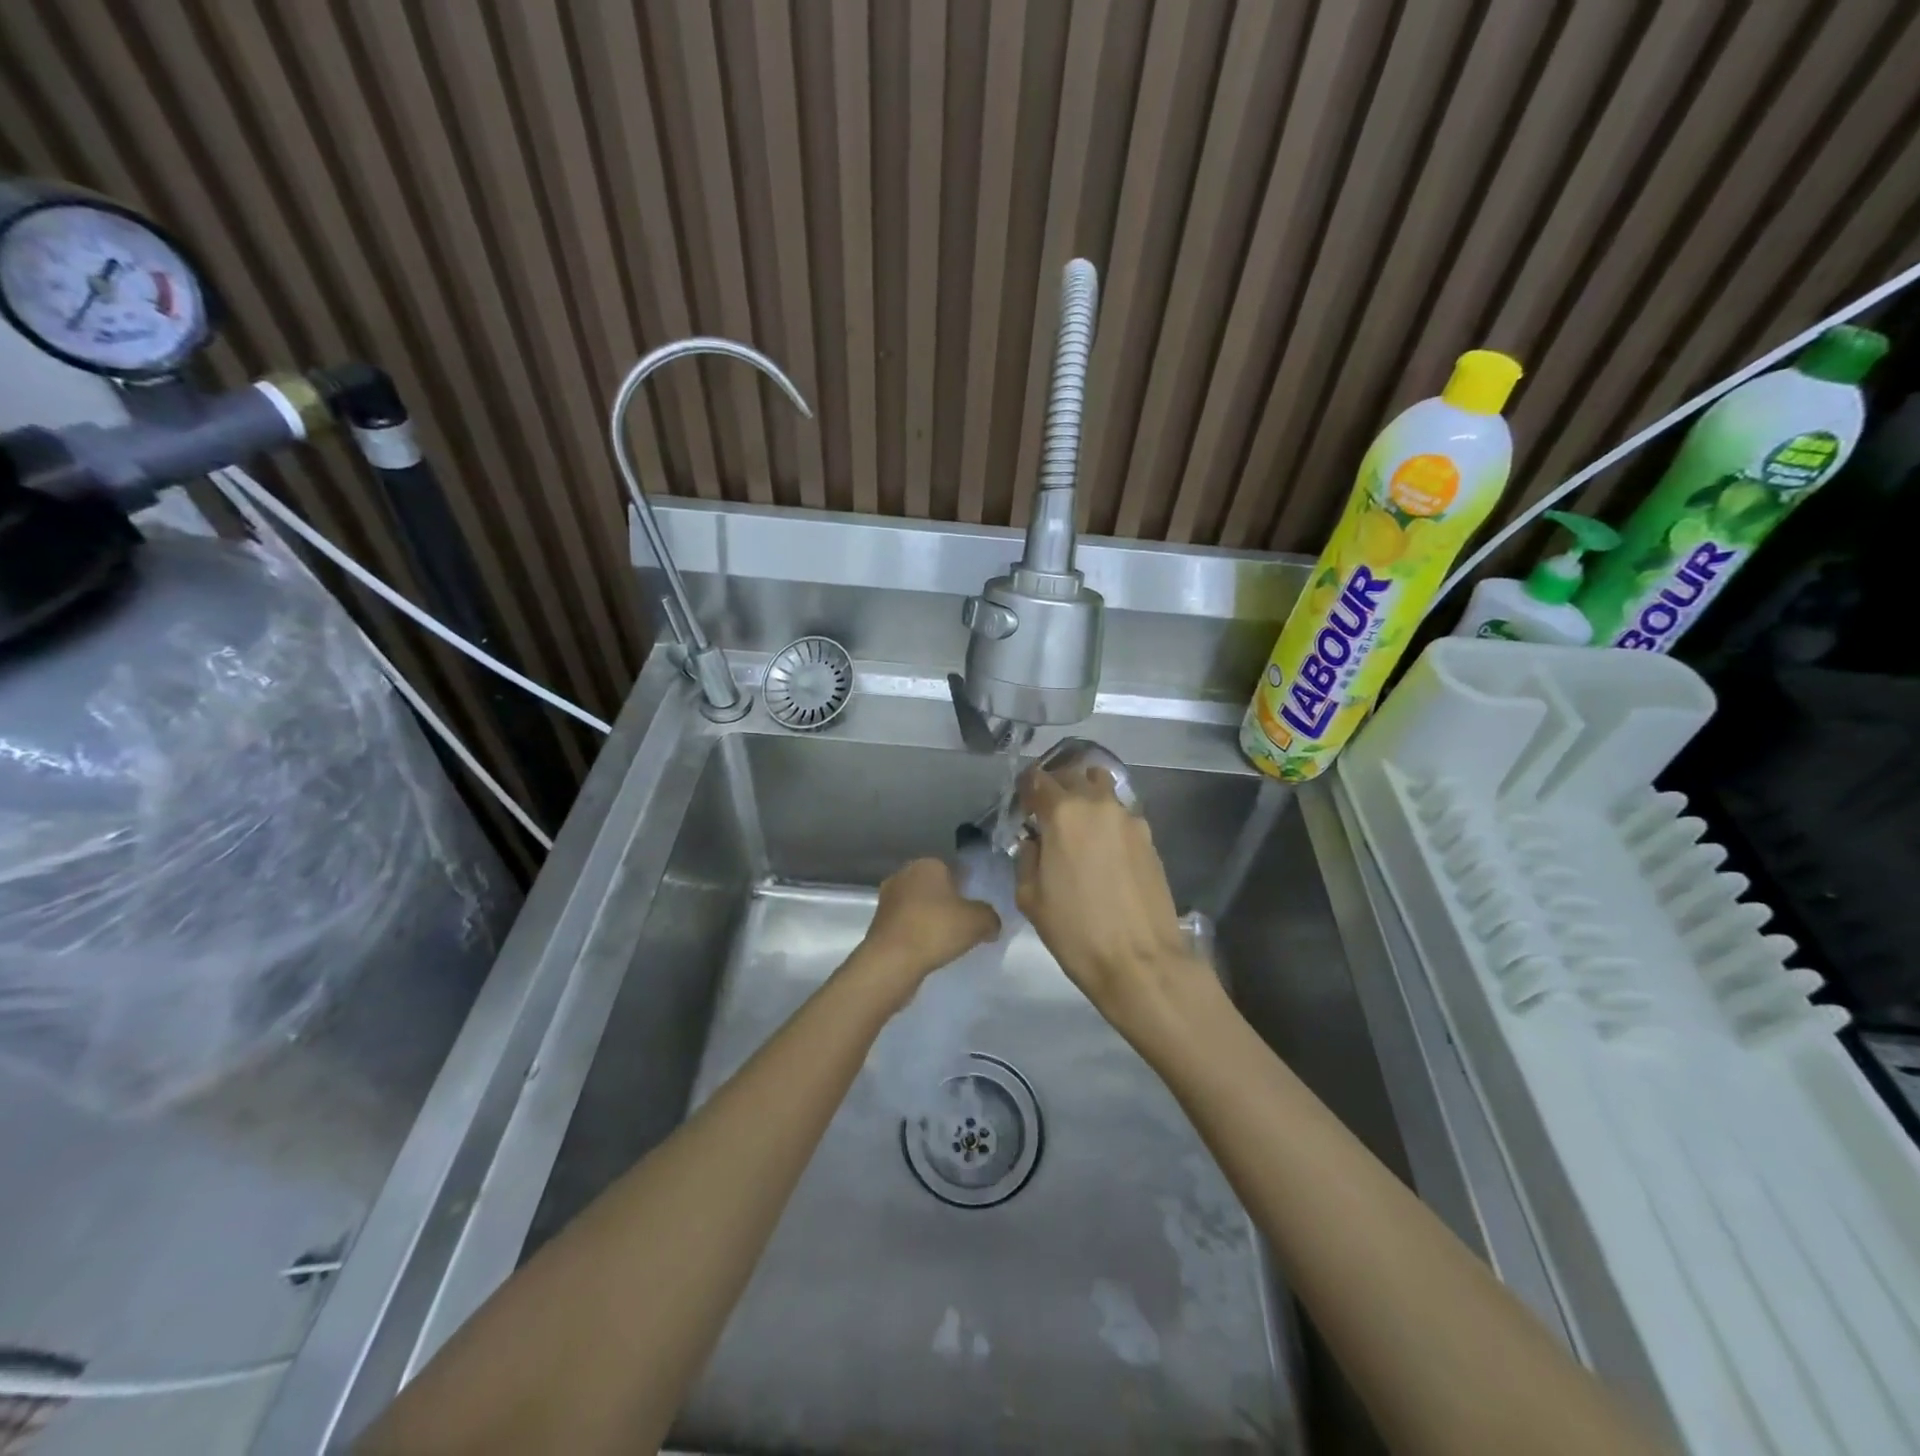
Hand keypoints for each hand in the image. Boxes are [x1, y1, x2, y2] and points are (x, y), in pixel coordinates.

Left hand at [852, 857, 1000, 1006]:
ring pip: (919, 906)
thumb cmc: (936, 929)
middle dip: (949, 903)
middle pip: (936, 888)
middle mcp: (904, 874)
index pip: (955, 870)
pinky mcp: (879, 923)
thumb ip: (991, 917)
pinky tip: (929, 950)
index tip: (978, 909)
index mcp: (928, 864)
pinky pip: (907, 924)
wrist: (891, 961)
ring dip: (931, 919)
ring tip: (948, 942)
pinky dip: (918, 934)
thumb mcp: (978, 921)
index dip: (969, 888)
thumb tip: (991, 923)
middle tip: (965, 925)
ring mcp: (888, 898)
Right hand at [1015, 765, 1216, 1040]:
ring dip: (1086, 795)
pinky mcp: (1149, 838)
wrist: (1140, 961)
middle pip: (1073, 775)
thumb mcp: (1030, 897)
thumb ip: (1027, 857)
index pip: (1038, 779)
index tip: (1021, 805)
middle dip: (1056, 787)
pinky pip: (1121, 813)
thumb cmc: (1076, 931)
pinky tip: (1103, 847)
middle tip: (1046, 812)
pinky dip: (1107, 818)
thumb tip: (1035, 841)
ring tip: (1078, 824)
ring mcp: (1129, 818)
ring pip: (1102, 787)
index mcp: (1063, 813)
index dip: (1026, 788)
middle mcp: (1098, 804)